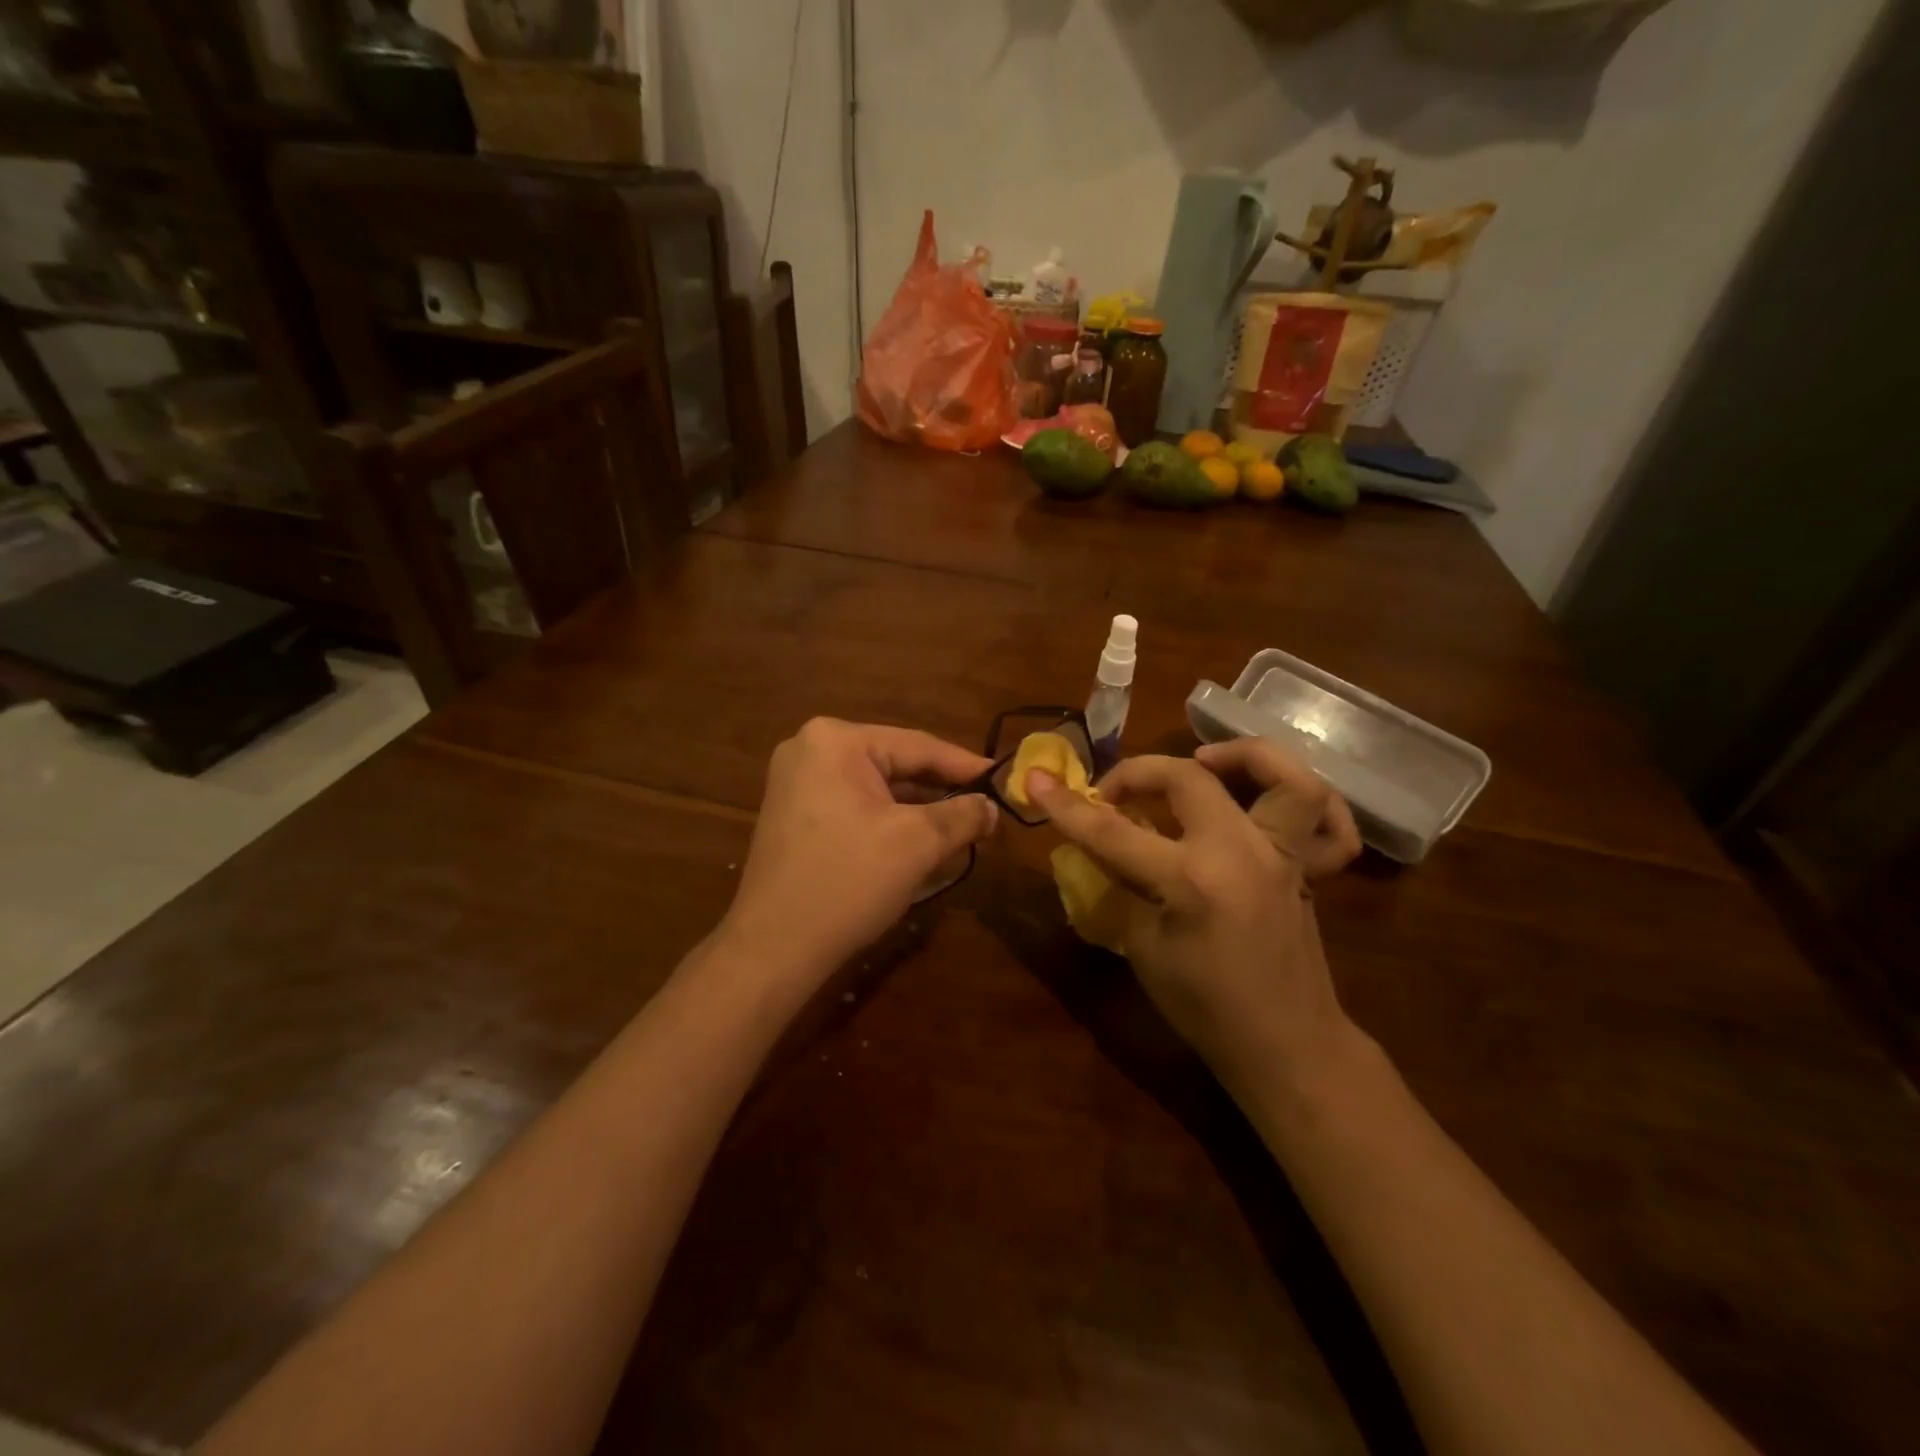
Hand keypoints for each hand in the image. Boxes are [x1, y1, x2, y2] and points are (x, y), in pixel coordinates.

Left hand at [720, 718, 997, 980]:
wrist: (774, 947)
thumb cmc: (848, 882)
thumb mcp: (918, 843)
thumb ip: (963, 815)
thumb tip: (992, 807)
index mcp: (836, 740)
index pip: (918, 746)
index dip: (966, 766)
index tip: (1003, 781)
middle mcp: (810, 749)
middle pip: (896, 764)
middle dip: (942, 791)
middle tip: (986, 810)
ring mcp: (797, 782)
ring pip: (877, 788)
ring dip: (918, 809)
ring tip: (962, 828)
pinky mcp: (794, 814)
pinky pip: (855, 806)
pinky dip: (888, 821)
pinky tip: (920, 842)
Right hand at [1028, 739, 1361, 1089]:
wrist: (1283, 1045)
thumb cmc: (1203, 1008)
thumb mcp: (1143, 947)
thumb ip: (1122, 886)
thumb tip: (1100, 848)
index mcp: (1191, 882)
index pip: (1114, 832)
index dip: (1068, 806)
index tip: (1037, 781)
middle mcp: (1241, 853)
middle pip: (1188, 778)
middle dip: (1137, 772)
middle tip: (1113, 794)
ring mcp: (1282, 856)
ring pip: (1285, 778)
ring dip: (1243, 755)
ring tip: (1205, 760)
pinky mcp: (1306, 868)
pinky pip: (1330, 823)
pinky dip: (1306, 797)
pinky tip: (1264, 797)